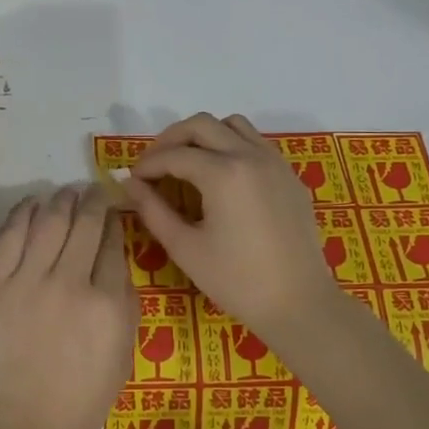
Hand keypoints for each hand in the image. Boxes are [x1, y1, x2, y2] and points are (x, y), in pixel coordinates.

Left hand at [0, 184, 134, 428]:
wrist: (22, 425)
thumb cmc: (81, 399)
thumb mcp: (124, 353)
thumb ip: (125, 301)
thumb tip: (115, 255)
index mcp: (108, 304)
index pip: (113, 244)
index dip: (114, 221)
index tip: (112, 211)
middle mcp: (70, 283)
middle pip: (84, 223)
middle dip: (91, 200)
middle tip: (93, 189)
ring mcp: (28, 281)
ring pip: (49, 220)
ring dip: (61, 200)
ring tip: (66, 192)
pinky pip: (10, 235)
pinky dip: (23, 212)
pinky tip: (33, 203)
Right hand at [123, 113, 340, 345]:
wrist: (298, 303)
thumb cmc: (236, 280)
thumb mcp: (184, 248)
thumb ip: (153, 210)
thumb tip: (130, 184)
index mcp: (223, 173)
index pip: (174, 154)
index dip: (147, 164)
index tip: (132, 180)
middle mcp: (250, 156)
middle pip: (201, 125)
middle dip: (171, 139)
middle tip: (154, 165)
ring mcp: (275, 162)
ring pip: (232, 125)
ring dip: (204, 136)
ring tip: (187, 163)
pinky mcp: (289, 175)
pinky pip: (256, 142)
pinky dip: (231, 146)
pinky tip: (221, 176)